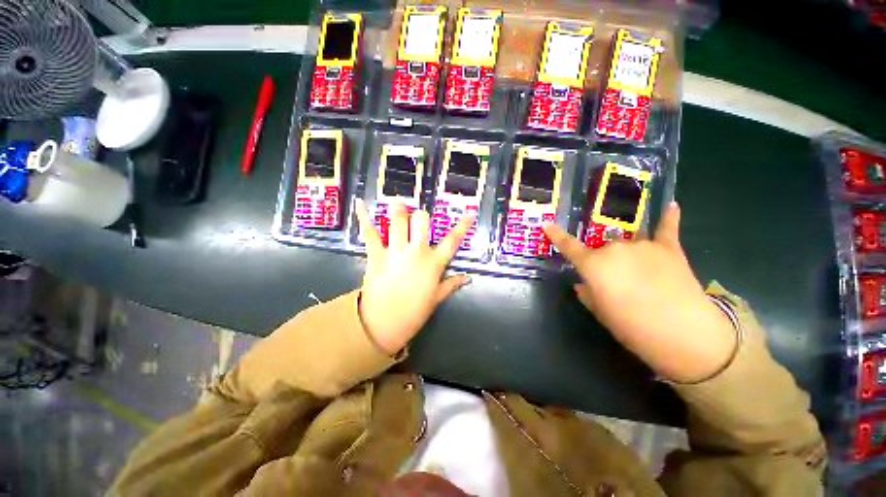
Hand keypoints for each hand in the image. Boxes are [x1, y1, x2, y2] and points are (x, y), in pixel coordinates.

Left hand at [354, 199, 475, 354]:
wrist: (382, 325)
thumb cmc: (413, 313)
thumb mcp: (436, 299)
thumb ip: (452, 285)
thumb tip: (468, 278)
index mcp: (433, 264)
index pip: (453, 241)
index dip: (463, 226)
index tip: (469, 213)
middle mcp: (416, 252)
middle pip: (422, 221)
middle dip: (421, 217)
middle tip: (418, 220)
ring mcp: (395, 251)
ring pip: (398, 221)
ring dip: (399, 210)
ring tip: (398, 204)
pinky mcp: (376, 254)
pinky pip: (370, 232)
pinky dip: (364, 217)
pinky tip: (360, 203)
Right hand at [543, 203, 736, 382]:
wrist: (685, 334)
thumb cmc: (632, 327)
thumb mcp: (601, 313)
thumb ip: (588, 294)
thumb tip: (584, 284)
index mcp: (593, 265)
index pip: (569, 247)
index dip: (556, 236)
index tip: (547, 225)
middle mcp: (614, 248)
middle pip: (602, 249)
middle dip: (604, 262)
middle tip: (615, 283)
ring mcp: (643, 245)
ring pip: (627, 244)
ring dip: (627, 255)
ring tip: (641, 276)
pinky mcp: (670, 248)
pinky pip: (666, 229)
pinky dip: (668, 218)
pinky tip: (671, 206)